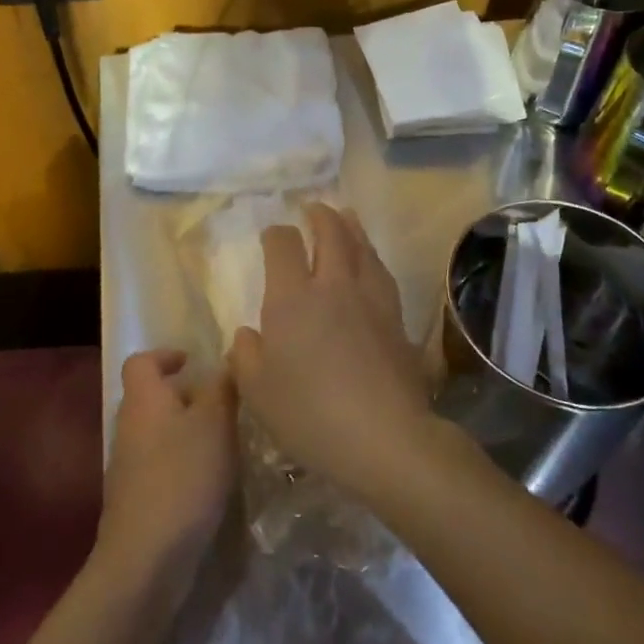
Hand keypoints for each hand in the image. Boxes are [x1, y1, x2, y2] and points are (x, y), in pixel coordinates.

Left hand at [96, 349, 236, 597]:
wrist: (146, 558)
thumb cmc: (182, 477)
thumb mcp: (215, 423)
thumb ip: (222, 387)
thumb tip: (227, 359)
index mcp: (144, 399)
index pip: (141, 361)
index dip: (166, 355)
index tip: (195, 362)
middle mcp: (129, 426)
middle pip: (152, 397)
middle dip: (186, 396)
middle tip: (224, 403)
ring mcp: (128, 465)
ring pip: (159, 432)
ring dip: (188, 431)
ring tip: (226, 440)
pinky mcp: (136, 498)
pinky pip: (161, 464)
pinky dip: (184, 462)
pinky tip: (211, 479)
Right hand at [227, 203, 435, 497]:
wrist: (385, 436)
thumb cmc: (310, 415)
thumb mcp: (259, 393)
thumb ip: (246, 357)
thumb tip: (247, 334)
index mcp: (292, 299)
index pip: (283, 246)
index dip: (276, 235)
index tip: (272, 236)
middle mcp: (333, 286)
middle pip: (331, 233)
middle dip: (320, 216)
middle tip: (314, 207)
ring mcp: (370, 299)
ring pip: (362, 247)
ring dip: (350, 226)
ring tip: (345, 216)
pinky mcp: (396, 318)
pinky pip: (381, 271)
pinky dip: (371, 256)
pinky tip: (371, 262)